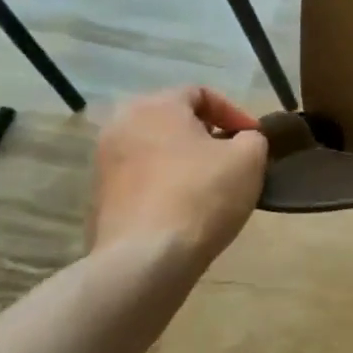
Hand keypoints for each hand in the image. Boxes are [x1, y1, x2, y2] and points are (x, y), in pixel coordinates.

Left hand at [89, 86, 267, 269]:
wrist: (145, 259)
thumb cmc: (202, 195)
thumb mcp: (250, 158)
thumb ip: (252, 138)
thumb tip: (241, 140)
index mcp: (156, 106)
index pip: (200, 93)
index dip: (235, 112)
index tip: (254, 137)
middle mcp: (121, 126)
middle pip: (173, 120)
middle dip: (206, 134)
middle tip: (232, 156)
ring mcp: (104, 163)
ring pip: (155, 149)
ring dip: (184, 160)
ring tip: (211, 183)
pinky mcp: (99, 198)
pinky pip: (141, 179)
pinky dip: (165, 184)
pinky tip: (186, 208)